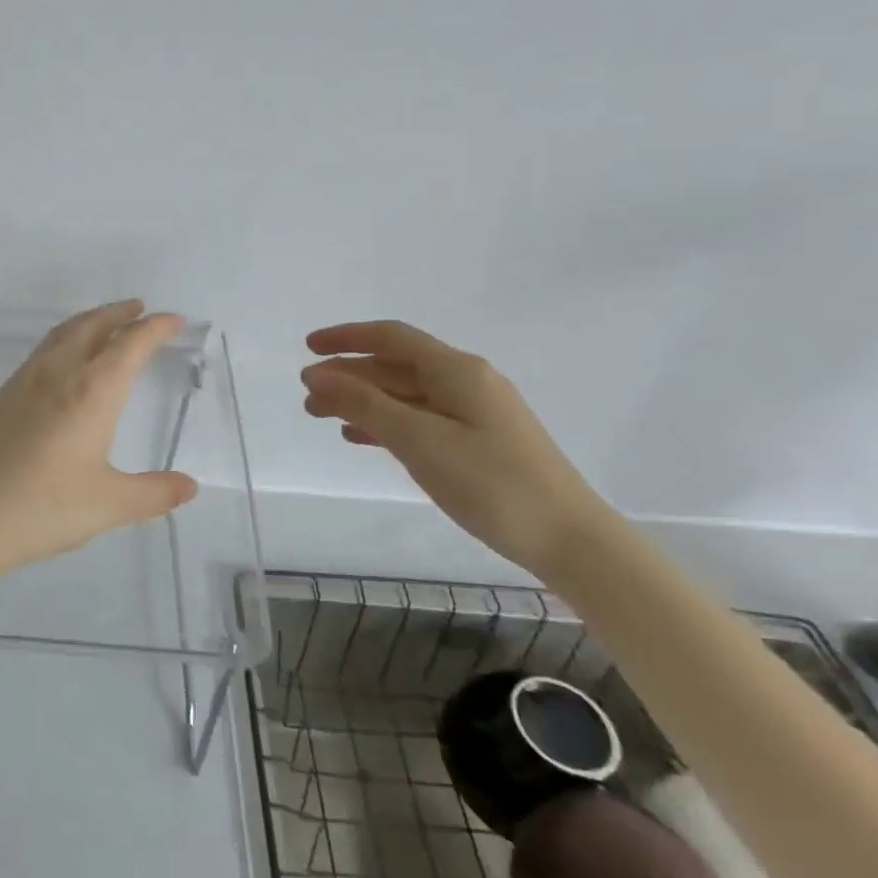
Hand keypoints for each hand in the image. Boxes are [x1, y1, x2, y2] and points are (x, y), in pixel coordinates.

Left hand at [0, 300, 199, 582]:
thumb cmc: (44, 508)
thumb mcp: (109, 504)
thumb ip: (153, 493)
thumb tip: (189, 486)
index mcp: (91, 391)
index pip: (130, 344)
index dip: (154, 328)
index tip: (172, 320)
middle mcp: (57, 374)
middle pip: (91, 326)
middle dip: (118, 313)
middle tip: (138, 309)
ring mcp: (22, 382)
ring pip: (60, 335)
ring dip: (87, 322)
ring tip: (104, 326)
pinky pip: (39, 354)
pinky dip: (61, 343)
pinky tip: (61, 366)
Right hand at [301, 320, 608, 574]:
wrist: (570, 540)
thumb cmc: (491, 483)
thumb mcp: (419, 441)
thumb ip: (364, 404)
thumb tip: (318, 375)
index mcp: (456, 371)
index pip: (391, 337)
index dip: (346, 337)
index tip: (307, 347)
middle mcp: (466, 382)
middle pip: (395, 366)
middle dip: (348, 375)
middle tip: (308, 396)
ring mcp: (474, 412)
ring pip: (404, 394)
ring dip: (361, 400)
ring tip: (321, 416)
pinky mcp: (478, 441)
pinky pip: (419, 419)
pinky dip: (384, 422)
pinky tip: (360, 437)